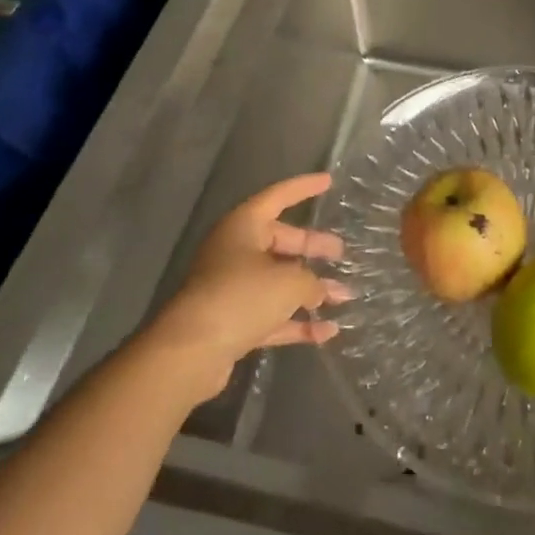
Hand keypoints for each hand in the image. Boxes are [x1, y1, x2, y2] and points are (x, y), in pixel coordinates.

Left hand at [146, 172, 351, 401]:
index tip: (329, 181)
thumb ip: (312, 281)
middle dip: (313, 249)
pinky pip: (272, 315)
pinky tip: (328, 332)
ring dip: (310, 290)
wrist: (190, 352)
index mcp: (243, 227)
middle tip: (341, 253)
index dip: (304, 187)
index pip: (279, 197)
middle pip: (281, 242)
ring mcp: (232, 288)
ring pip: (278, 281)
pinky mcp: (232, 322)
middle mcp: (235, 252)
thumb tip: (320, 291)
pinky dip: (296, 322)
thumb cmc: (241, 297)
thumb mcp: (289, 282)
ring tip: (345, 296)